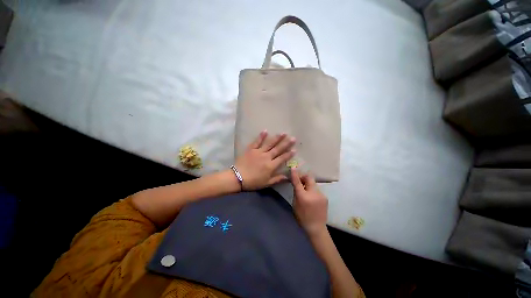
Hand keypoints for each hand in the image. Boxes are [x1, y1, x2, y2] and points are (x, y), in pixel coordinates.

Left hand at [235, 131, 295, 189]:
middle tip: (293, 138)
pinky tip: (265, 131)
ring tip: (283, 133)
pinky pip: (257, 141)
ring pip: (269, 144)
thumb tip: (288, 177)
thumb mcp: (266, 183)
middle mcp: (266, 157)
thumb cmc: (253, 182)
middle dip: (286, 143)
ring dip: (277, 138)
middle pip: (278, 149)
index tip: (294, 149)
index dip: (289, 154)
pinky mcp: (251, 149)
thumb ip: (278, 179)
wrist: (238, 177)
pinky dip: (261, 136)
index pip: (282, 158)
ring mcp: (258, 152)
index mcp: (271, 165)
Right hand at [291, 169, 327, 235]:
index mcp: (303, 197)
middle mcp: (313, 193)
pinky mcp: (325, 197)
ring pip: (313, 184)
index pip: (298, 182)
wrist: (316, 227)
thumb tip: (296, 182)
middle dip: (304, 177)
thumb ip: (296, 192)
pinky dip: (313, 190)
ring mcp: (321, 195)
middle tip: (300, 180)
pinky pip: (317, 189)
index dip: (295, 174)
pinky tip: (312, 196)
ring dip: (308, 184)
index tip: (293, 168)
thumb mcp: (295, 204)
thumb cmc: (302, 216)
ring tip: (306, 190)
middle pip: (309, 178)